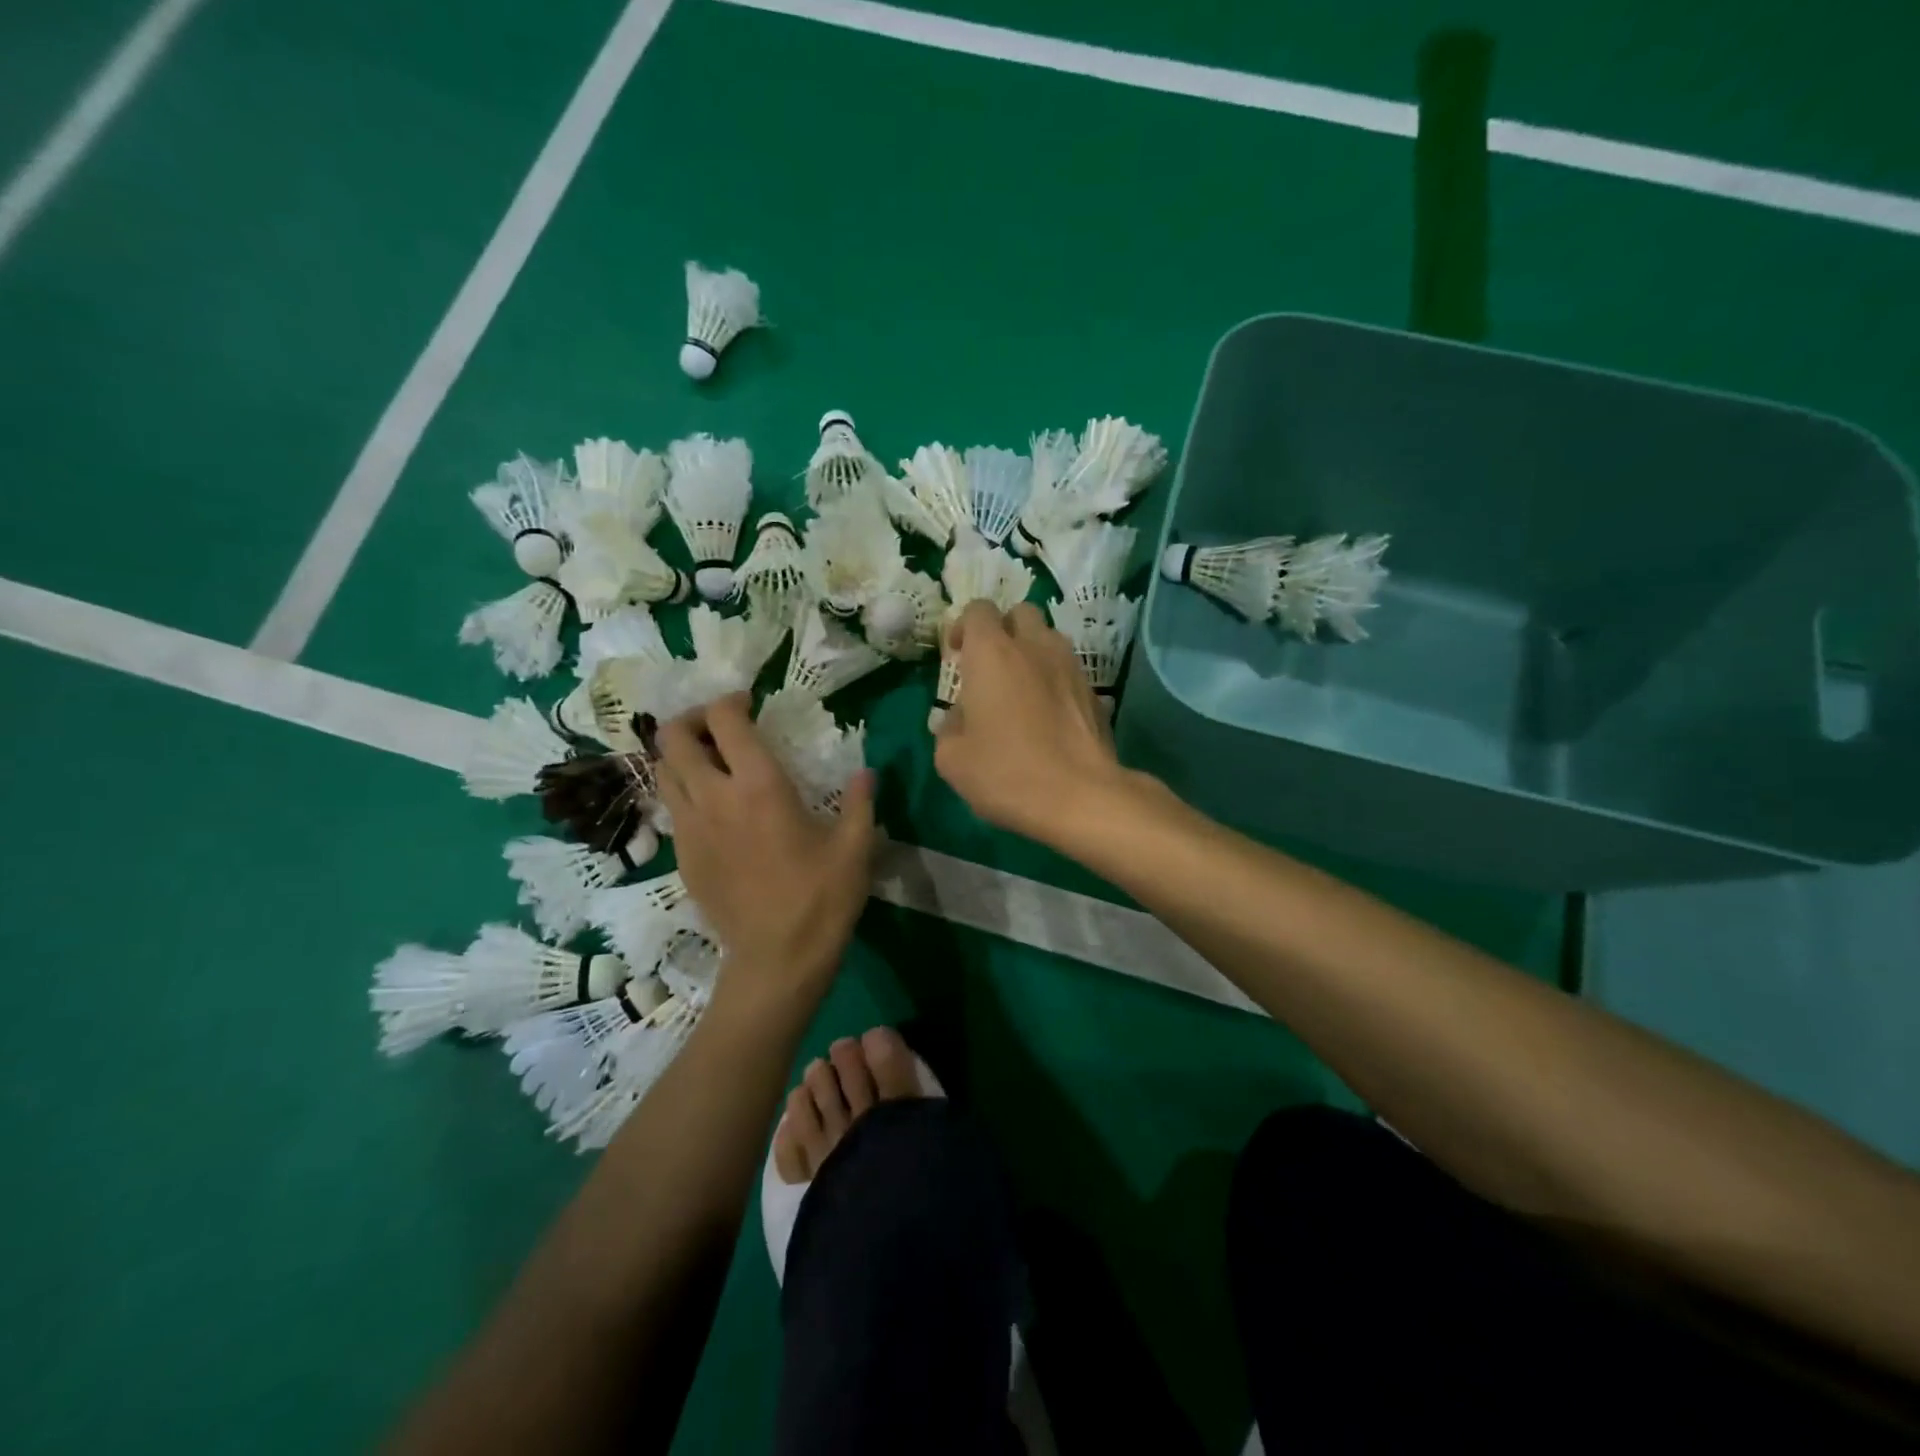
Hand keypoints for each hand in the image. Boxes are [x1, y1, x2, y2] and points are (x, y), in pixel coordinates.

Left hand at [655, 694, 874, 1015]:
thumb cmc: (821, 898)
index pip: (724, 720)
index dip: (731, 701)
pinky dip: (684, 791)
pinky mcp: (682, 857)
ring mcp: (690, 829)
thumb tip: (867, 773)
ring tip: (711, 762)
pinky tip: (714, 808)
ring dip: (681, 756)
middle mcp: (714, 798)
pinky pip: (671, 808)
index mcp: (758, 786)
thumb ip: (861, 800)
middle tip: (720, 728)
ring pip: (662, 772)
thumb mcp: (856, 846)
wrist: (776, 959)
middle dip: (691, 720)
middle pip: (673, 738)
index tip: (751, 704)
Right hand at [933, 601, 1131, 845]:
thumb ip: (949, 729)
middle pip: (1020, 614)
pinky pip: (1069, 672)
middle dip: (1003, 631)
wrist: (1080, 796)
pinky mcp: (1095, 692)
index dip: (964, 627)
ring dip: (1032, 654)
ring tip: (1022, 692)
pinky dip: (1055, 682)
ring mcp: (1071, 666)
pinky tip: (1049, 718)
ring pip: (1049, 640)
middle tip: (991, 667)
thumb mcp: (953, 760)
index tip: (958, 655)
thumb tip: (959, 719)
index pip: (978, 610)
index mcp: (992, 653)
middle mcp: (1034, 646)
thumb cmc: (1006, 772)